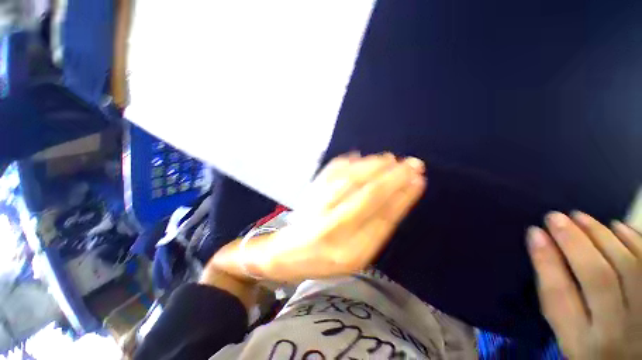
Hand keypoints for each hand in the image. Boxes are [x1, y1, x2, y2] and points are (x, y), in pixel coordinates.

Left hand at [211, 152, 426, 282]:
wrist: (285, 254)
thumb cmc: (323, 260)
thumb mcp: (355, 257)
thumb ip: (376, 229)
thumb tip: (397, 197)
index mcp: (350, 252)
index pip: (383, 218)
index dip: (403, 197)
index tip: (418, 181)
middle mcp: (333, 228)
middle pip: (368, 195)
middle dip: (394, 177)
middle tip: (412, 164)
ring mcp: (318, 208)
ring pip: (350, 179)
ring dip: (373, 166)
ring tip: (390, 159)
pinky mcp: (308, 194)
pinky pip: (330, 173)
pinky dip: (347, 162)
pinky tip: (360, 156)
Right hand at [527, 212, 641, 358]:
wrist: (630, 357)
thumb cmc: (592, 345)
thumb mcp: (568, 335)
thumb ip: (556, 297)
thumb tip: (540, 245)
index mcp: (582, 342)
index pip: (560, 296)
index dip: (546, 260)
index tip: (534, 232)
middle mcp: (616, 330)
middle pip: (599, 278)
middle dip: (574, 242)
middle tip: (554, 217)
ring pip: (627, 265)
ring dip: (601, 235)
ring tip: (579, 216)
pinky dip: (633, 238)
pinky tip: (617, 225)